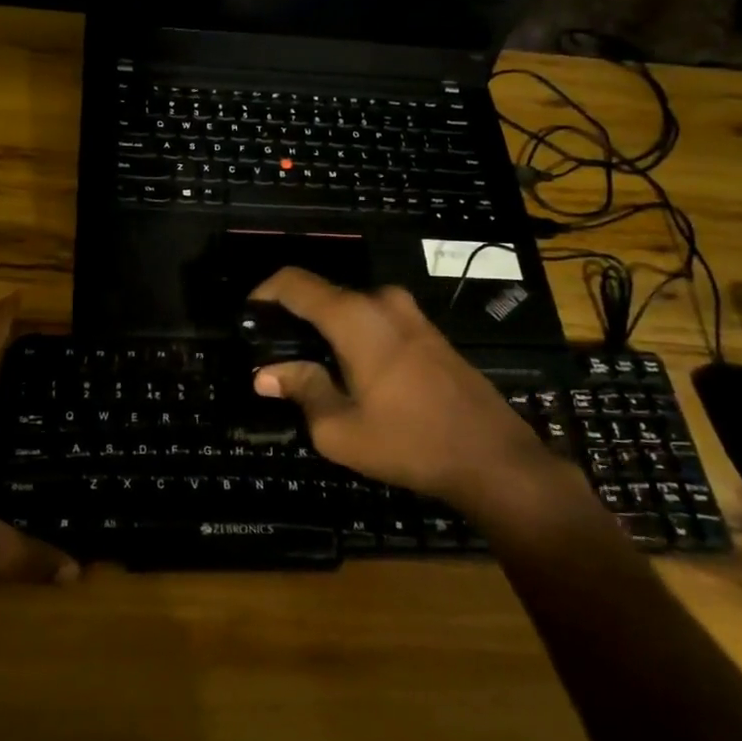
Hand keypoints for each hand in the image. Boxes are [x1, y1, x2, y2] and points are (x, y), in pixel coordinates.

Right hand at [249, 268, 550, 508]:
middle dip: (293, 318)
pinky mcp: (428, 331)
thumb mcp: (340, 429)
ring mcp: (410, 313)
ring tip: (309, 368)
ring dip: (325, 330)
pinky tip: (350, 372)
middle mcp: (382, 302)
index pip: (295, 283)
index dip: (264, 293)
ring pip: (350, 309)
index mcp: (355, 317)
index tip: (248, 318)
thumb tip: (265, 374)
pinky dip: (352, 336)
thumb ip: (301, 390)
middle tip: (274, 354)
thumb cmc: (410, 442)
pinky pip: (375, 320)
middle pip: (323, 295)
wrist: (494, 458)